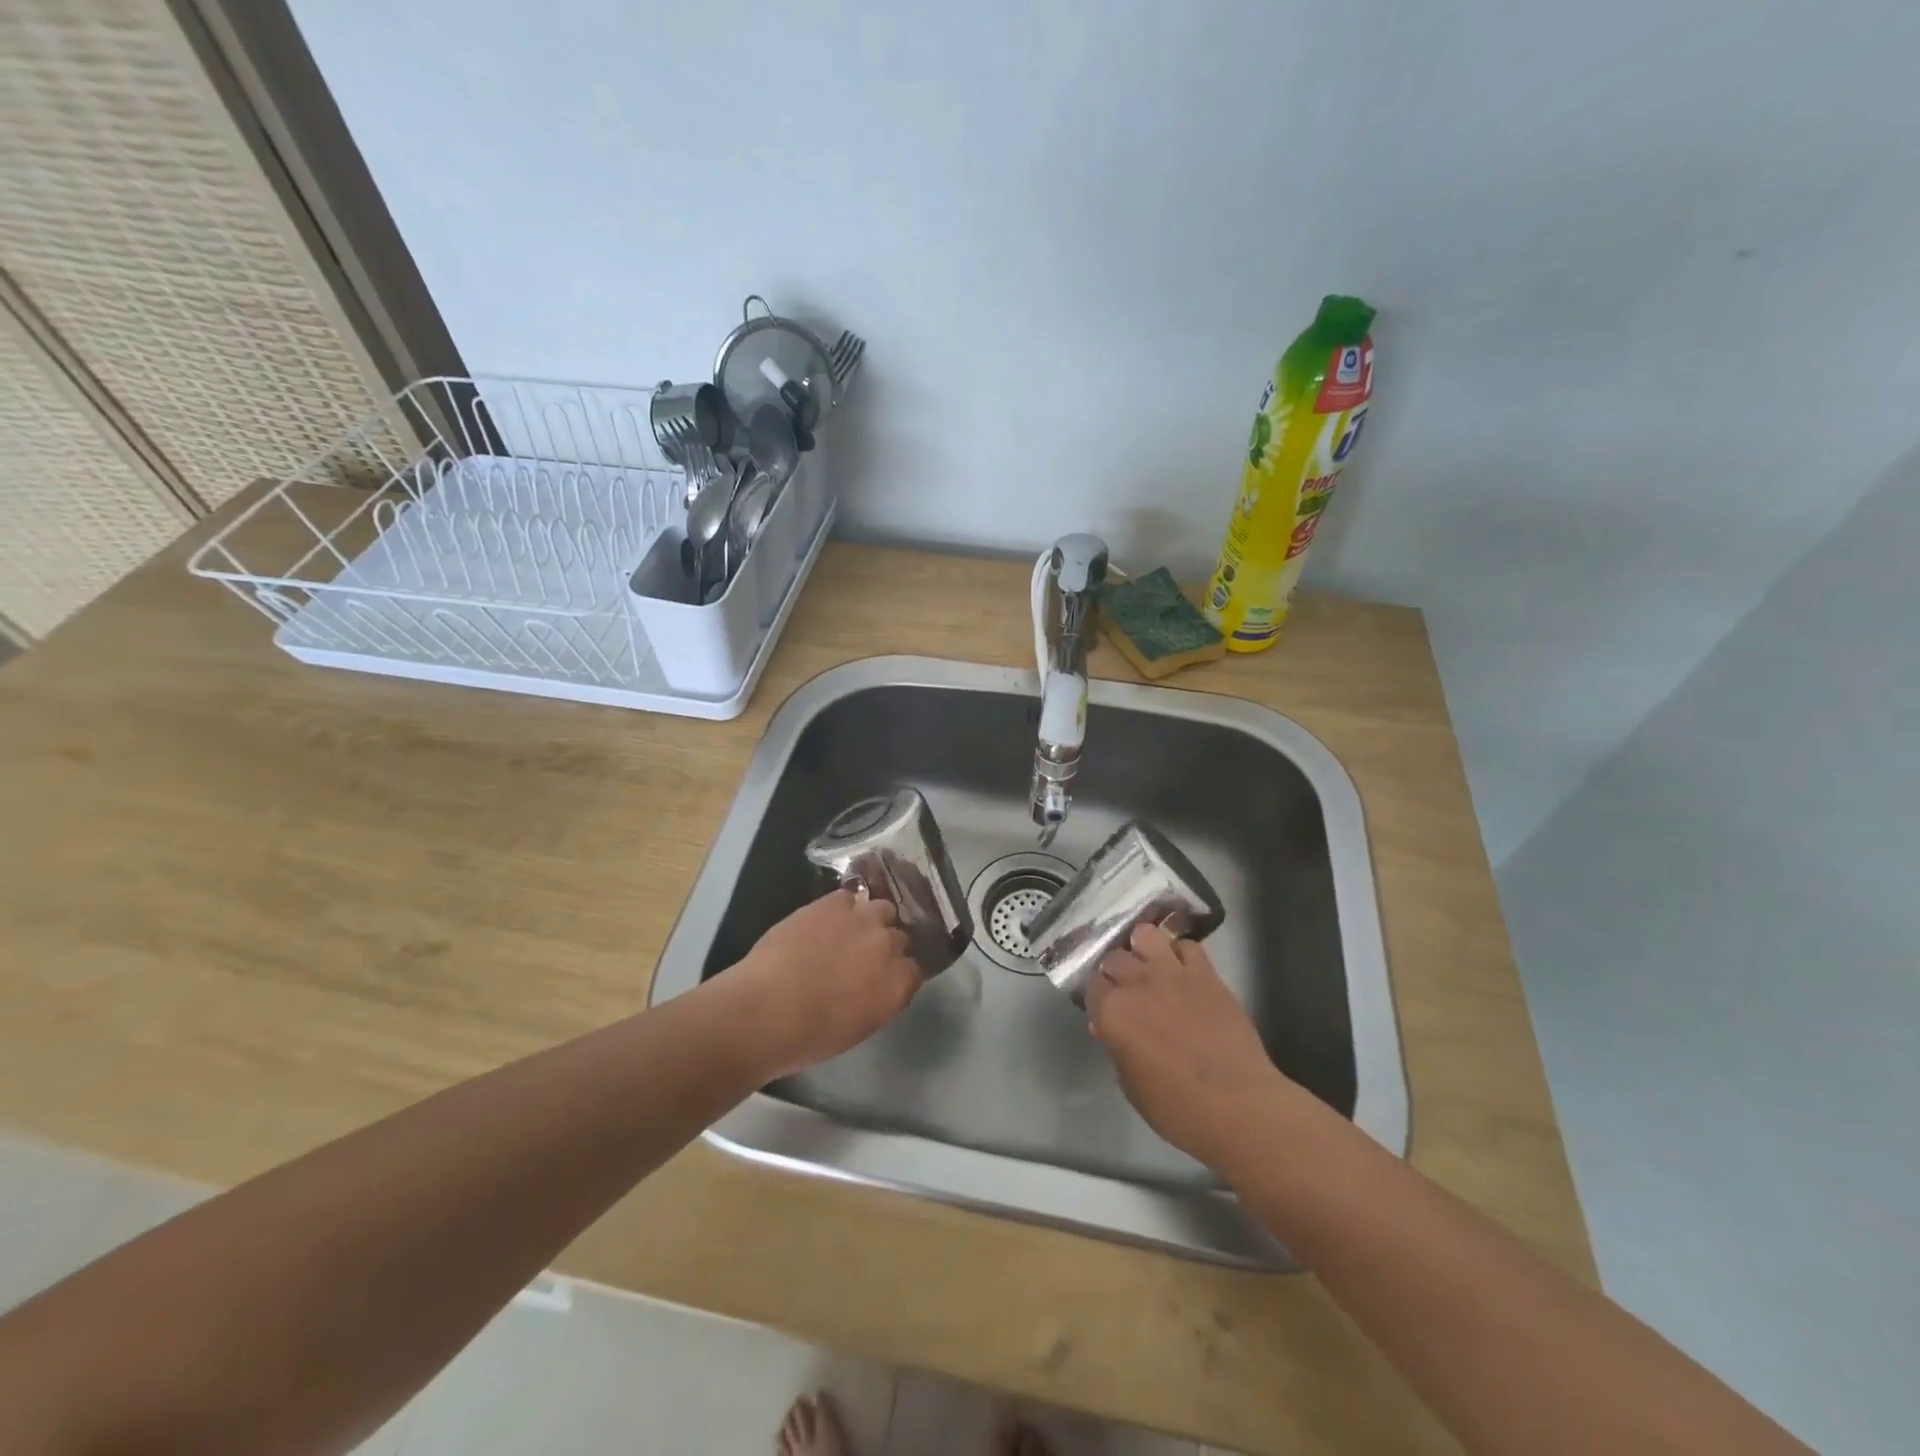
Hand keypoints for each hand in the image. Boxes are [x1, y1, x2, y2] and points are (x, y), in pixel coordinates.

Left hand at [718, 888, 921, 1079]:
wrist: (764, 1010)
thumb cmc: (808, 1036)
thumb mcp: (858, 1028)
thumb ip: (879, 1000)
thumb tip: (877, 984)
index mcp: (897, 985)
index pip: (914, 969)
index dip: (897, 971)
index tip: (882, 977)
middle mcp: (888, 947)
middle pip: (899, 936)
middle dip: (885, 944)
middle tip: (862, 956)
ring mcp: (862, 920)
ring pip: (882, 908)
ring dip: (871, 919)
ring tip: (849, 930)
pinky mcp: (833, 904)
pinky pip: (849, 897)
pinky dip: (842, 907)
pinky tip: (826, 919)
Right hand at [1086, 921, 1292, 1170]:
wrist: (1238, 1106)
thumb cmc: (1177, 1108)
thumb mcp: (1131, 1085)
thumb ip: (1116, 1048)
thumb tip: (1108, 1028)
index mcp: (1112, 1011)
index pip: (1091, 985)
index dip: (1098, 997)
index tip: (1105, 1009)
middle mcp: (1136, 983)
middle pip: (1115, 957)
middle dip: (1116, 971)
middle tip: (1127, 990)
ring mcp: (1172, 973)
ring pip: (1146, 934)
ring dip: (1143, 947)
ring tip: (1149, 965)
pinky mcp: (1206, 973)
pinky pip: (1187, 946)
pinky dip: (1180, 953)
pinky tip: (1182, 970)